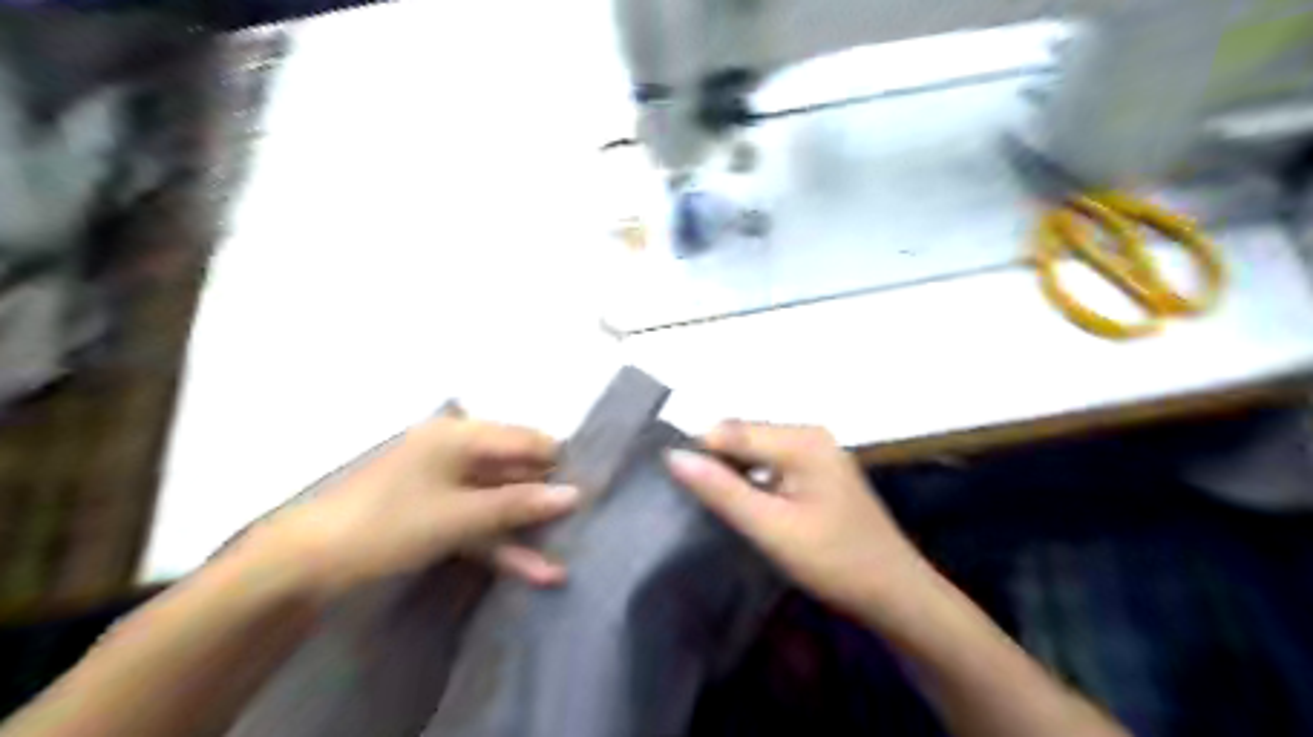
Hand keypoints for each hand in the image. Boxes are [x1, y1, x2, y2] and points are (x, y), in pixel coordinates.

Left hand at [243, 412, 577, 600]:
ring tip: (566, 554)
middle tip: (587, 520)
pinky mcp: (437, 514)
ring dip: (527, 529)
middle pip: (516, 471)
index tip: (594, 486)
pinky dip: (502, 544)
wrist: (305, 564)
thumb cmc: (387, 524)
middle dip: (547, 499)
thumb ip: (518, 504)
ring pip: (500, 502)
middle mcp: (457, 451)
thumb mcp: (459, 516)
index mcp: (460, 434)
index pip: (527, 439)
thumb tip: (575, 494)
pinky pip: (479, 522)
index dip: (561, 463)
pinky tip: (534, 570)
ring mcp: (446, 485)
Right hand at [669, 420, 920, 622]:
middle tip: (701, 507)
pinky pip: (772, 463)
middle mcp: (809, 434)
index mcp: (801, 439)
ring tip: (720, 510)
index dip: (700, 455)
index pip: (729, 430)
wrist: (897, 595)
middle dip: (717, 464)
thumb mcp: (772, 528)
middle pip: (742, 436)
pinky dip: (754, 481)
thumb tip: (673, 455)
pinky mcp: (819, 470)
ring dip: (734, 474)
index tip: (678, 490)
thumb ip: (722, 490)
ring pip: (755, 450)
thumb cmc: (835, 562)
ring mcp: (817, 451)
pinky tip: (750, 508)